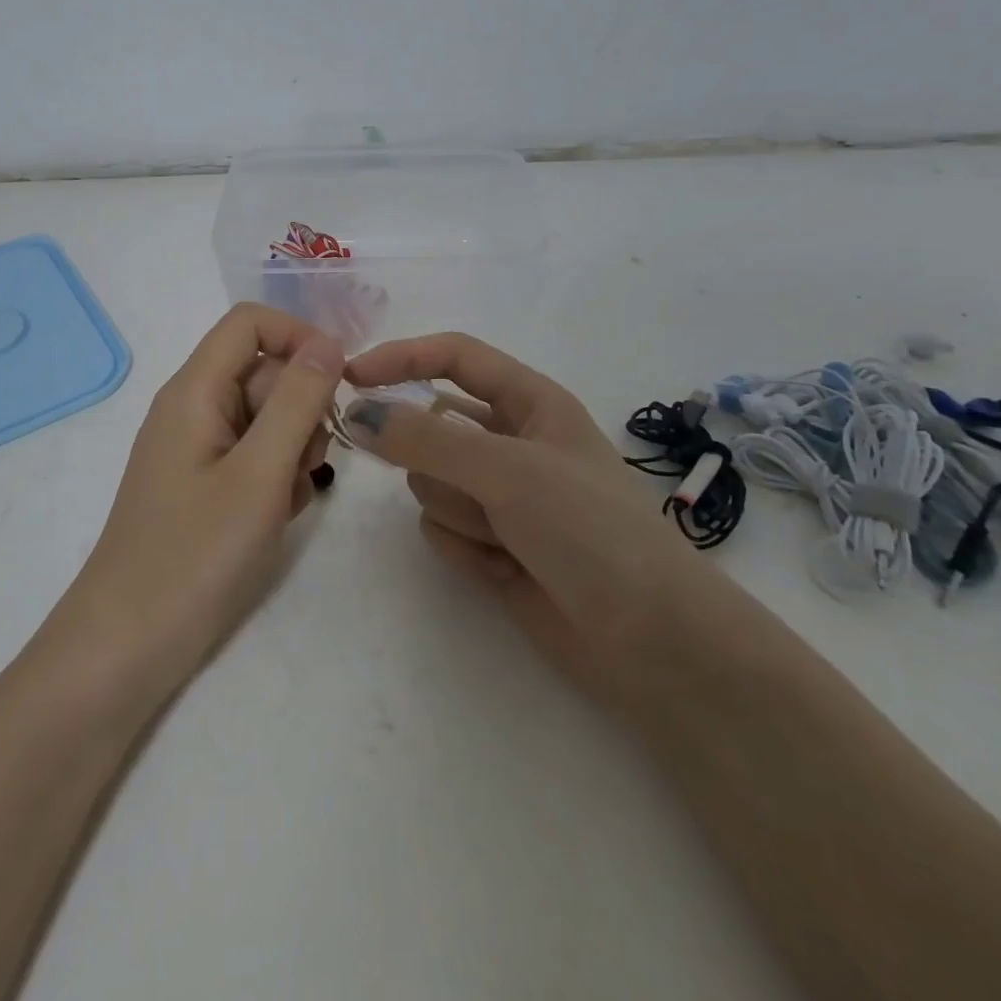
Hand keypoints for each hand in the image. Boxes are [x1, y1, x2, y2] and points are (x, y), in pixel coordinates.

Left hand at [46, 303, 343, 711]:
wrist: (128, 644)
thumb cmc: (195, 555)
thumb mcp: (260, 473)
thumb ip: (297, 401)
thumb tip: (327, 342)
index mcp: (194, 389)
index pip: (250, 322)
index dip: (300, 338)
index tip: (338, 384)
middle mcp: (191, 407)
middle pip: (262, 372)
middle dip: (300, 409)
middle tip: (306, 466)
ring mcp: (195, 446)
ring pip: (264, 417)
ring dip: (291, 450)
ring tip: (283, 501)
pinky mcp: (201, 483)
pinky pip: (251, 455)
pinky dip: (273, 478)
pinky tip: (272, 518)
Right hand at [343, 333, 705, 701]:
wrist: (650, 642)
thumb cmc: (590, 530)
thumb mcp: (508, 469)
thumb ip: (425, 439)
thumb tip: (357, 414)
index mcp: (531, 402)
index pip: (454, 358)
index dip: (402, 358)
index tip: (351, 378)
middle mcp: (511, 442)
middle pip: (431, 428)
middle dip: (437, 460)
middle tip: (474, 488)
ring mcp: (499, 496)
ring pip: (430, 482)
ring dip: (459, 511)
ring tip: (505, 537)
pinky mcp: (489, 544)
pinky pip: (439, 528)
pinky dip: (464, 548)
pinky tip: (504, 570)